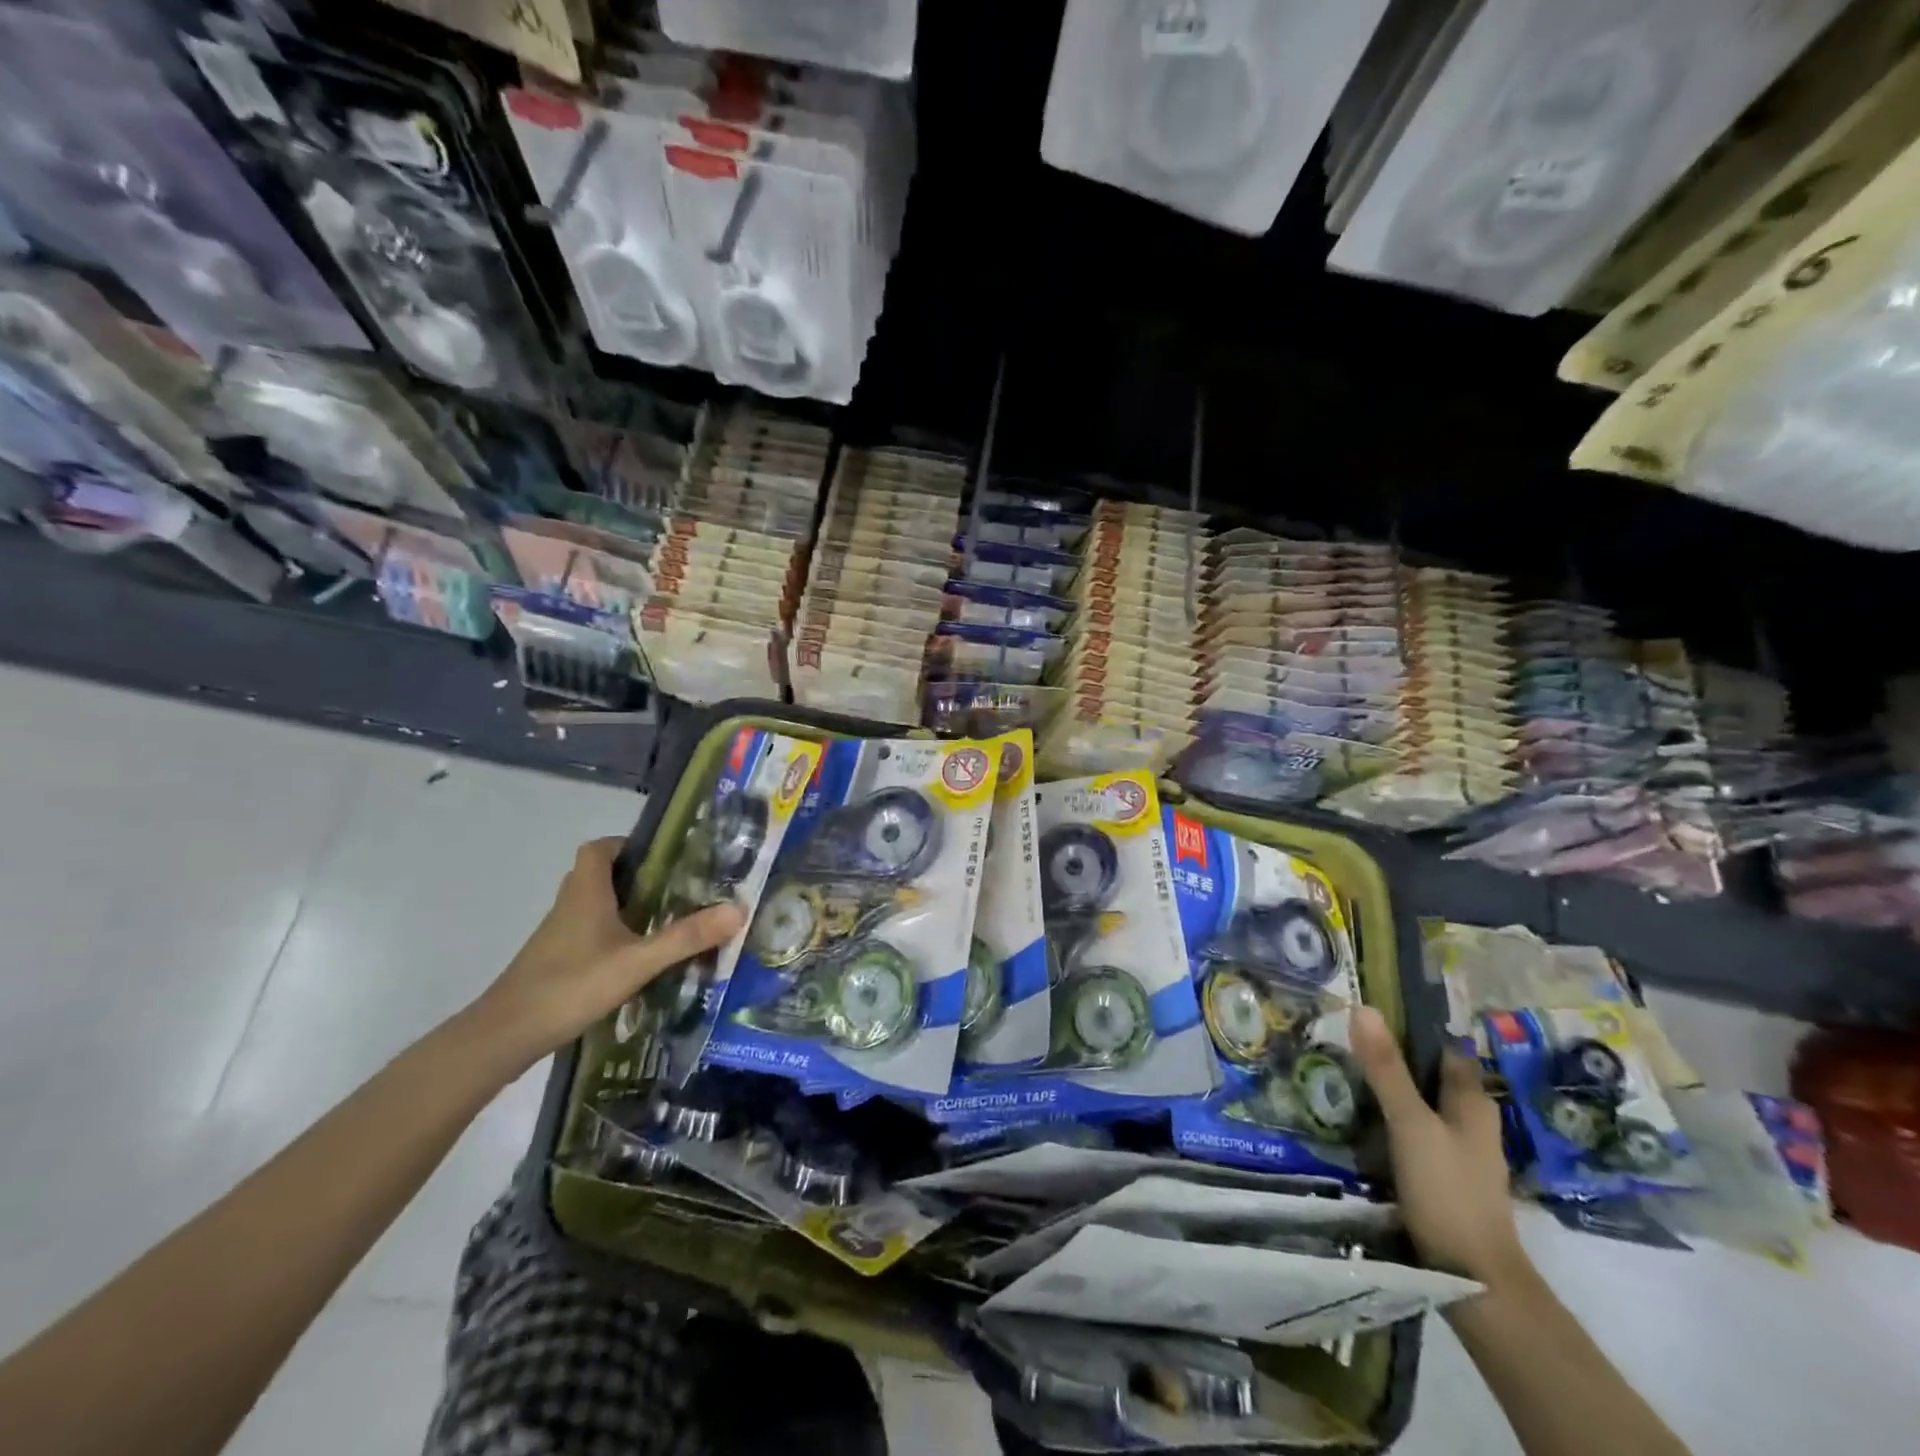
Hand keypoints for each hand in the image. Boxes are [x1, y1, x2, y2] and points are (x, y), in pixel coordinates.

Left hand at [469, 838, 744, 1072]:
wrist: (505, 1035)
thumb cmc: (571, 984)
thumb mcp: (638, 961)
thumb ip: (686, 937)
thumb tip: (738, 910)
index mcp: (586, 892)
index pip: (600, 848)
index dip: (628, 844)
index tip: (663, 856)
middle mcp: (570, 905)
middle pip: (600, 874)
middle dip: (637, 877)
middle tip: (677, 887)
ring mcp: (559, 934)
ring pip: (595, 906)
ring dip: (626, 907)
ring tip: (667, 919)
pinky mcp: (556, 960)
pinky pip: (589, 933)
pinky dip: (613, 935)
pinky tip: (638, 957)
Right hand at [1351, 1006, 1529, 1289]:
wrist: (1473, 1278)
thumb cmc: (1447, 1190)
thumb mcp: (1409, 1123)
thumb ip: (1386, 1069)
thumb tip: (1363, 1006)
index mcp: (1472, 1102)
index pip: (1444, 1049)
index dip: (1413, 1028)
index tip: (1371, 1012)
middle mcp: (1472, 1122)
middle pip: (1432, 1077)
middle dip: (1396, 1060)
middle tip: (1347, 1042)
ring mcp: (1461, 1153)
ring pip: (1424, 1107)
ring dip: (1393, 1092)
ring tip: (1345, 1076)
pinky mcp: (1446, 1179)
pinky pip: (1417, 1134)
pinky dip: (1394, 1123)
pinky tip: (1364, 1123)